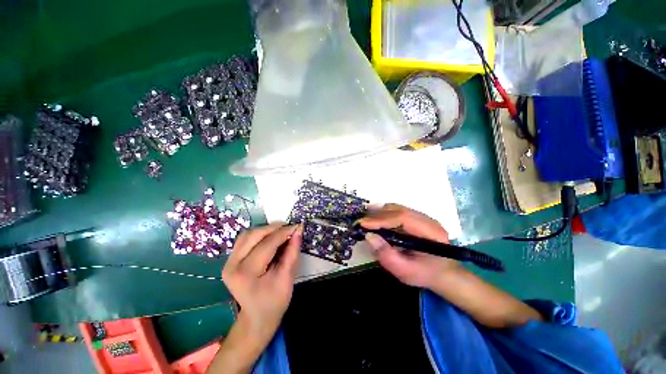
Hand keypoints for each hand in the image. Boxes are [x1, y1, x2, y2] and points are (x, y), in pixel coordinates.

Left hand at [222, 223, 301, 346]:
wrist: (257, 318)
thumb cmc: (274, 302)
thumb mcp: (287, 278)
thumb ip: (292, 252)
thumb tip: (298, 230)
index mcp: (246, 274)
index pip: (267, 244)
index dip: (284, 233)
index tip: (298, 226)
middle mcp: (232, 265)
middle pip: (254, 235)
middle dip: (274, 228)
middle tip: (290, 227)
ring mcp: (228, 262)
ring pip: (248, 234)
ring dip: (266, 229)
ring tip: (282, 231)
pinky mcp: (231, 260)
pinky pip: (245, 239)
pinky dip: (259, 234)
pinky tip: (270, 237)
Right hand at [359, 204, 461, 288]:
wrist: (442, 273)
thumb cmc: (424, 274)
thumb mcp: (404, 271)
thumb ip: (386, 254)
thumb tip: (369, 236)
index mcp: (430, 232)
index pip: (402, 218)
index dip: (381, 219)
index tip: (363, 223)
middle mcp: (428, 220)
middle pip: (399, 210)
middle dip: (377, 214)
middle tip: (361, 221)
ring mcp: (423, 217)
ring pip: (398, 208)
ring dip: (380, 212)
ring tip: (366, 219)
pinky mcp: (417, 218)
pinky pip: (398, 211)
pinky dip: (384, 213)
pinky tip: (376, 219)